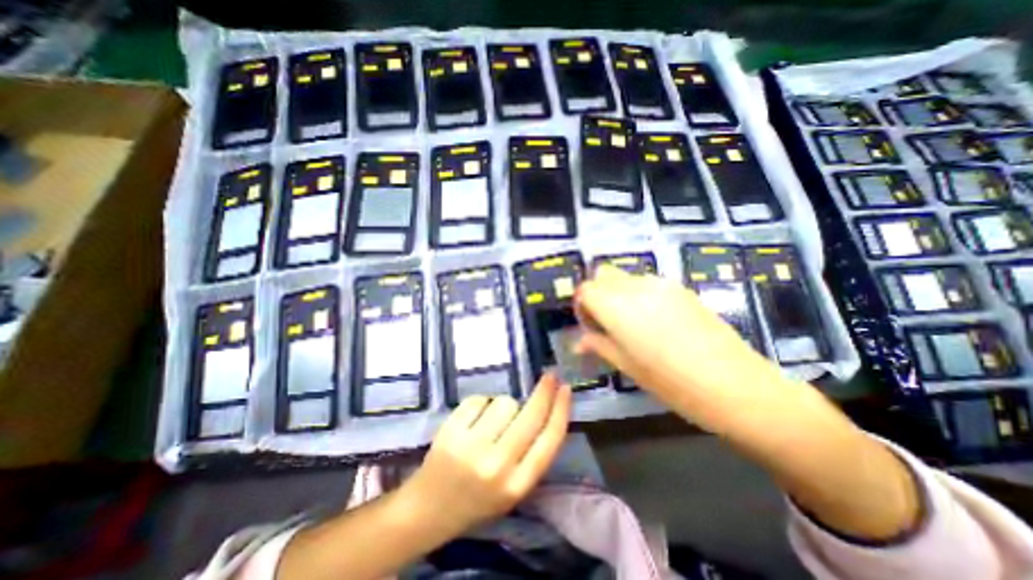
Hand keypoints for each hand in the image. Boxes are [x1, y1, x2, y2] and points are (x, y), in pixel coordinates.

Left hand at [403, 375, 573, 537]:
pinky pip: (479, 399)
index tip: (566, 388)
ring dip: (504, 405)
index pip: (550, 439)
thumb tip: (549, 408)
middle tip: (549, 375)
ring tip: (491, 421)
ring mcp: (472, 447)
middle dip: (544, 391)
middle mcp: (498, 466)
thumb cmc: (477, 498)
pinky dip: (480, 404)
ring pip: (505, 402)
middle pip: (531, 415)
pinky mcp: (451, 431)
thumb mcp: (514, 487)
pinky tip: (472, 420)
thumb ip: (532, 453)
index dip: (561, 409)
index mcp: (518, 484)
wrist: (429, 509)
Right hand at [577, 266, 923, 539]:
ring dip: (617, 294)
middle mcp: (636, 287)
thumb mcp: (627, 366)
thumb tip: (580, 340)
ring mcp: (661, 284)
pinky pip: (646, 283)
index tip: (590, 326)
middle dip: (597, 295)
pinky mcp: (680, 288)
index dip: (582, 306)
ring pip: (625, 277)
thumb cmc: (672, 383)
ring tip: (631, 324)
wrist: (736, 385)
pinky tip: (654, 322)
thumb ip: (599, 345)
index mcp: (618, 307)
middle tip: (606, 323)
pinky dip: (638, 295)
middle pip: (602, 275)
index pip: (585, 289)